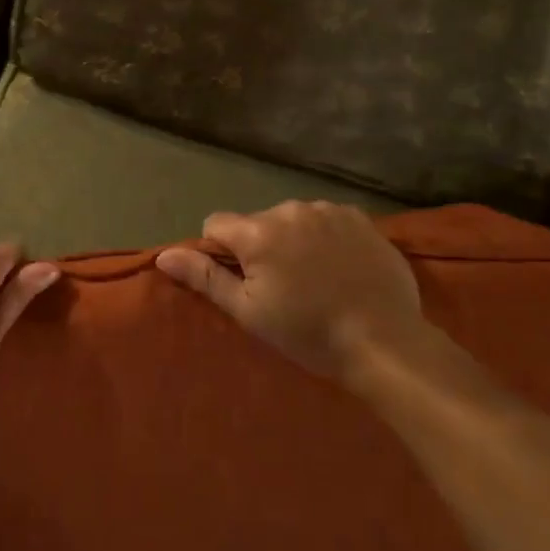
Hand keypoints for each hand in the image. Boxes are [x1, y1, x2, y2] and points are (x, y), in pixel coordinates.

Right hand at [157, 201, 426, 384]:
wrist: (385, 341)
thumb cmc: (308, 332)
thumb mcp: (249, 312)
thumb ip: (205, 277)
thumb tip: (164, 255)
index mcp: (258, 233)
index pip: (217, 223)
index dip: (222, 252)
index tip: (244, 281)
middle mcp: (290, 209)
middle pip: (258, 222)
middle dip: (262, 247)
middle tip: (285, 288)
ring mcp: (328, 210)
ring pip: (293, 220)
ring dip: (295, 240)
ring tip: (317, 279)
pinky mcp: (360, 218)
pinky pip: (327, 220)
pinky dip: (326, 238)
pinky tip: (341, 268)